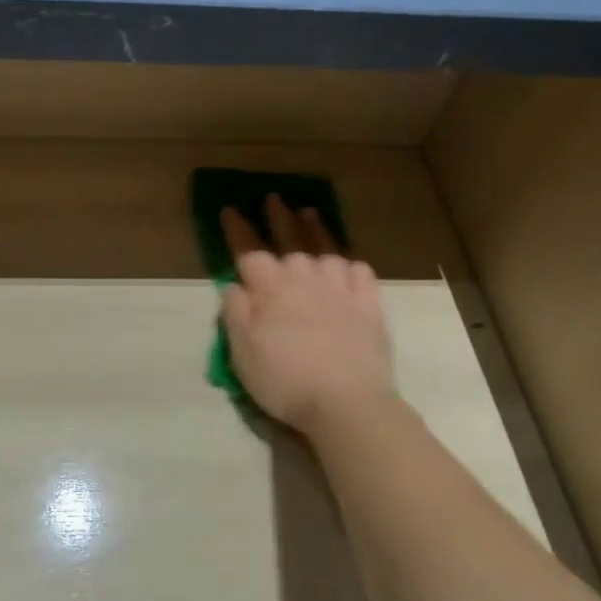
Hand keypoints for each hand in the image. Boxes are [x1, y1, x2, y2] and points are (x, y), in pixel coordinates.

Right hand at [220, 196, 396, 434]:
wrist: (345, 402)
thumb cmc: (284, 378)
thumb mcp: (242, 350)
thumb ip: (235, 312)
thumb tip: (236, 285)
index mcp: (271, 288)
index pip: (249, 249)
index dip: (238, 229)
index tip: (231, 209)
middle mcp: (306, 279)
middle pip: (291, 239)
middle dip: (279, 217)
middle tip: (274, 198)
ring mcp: (341, 290)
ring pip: (327, 249)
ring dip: (317, 230)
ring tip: (311, 215)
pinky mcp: (369, 307)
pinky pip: (361, 273)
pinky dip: (351, 264)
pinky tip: (347, 263)